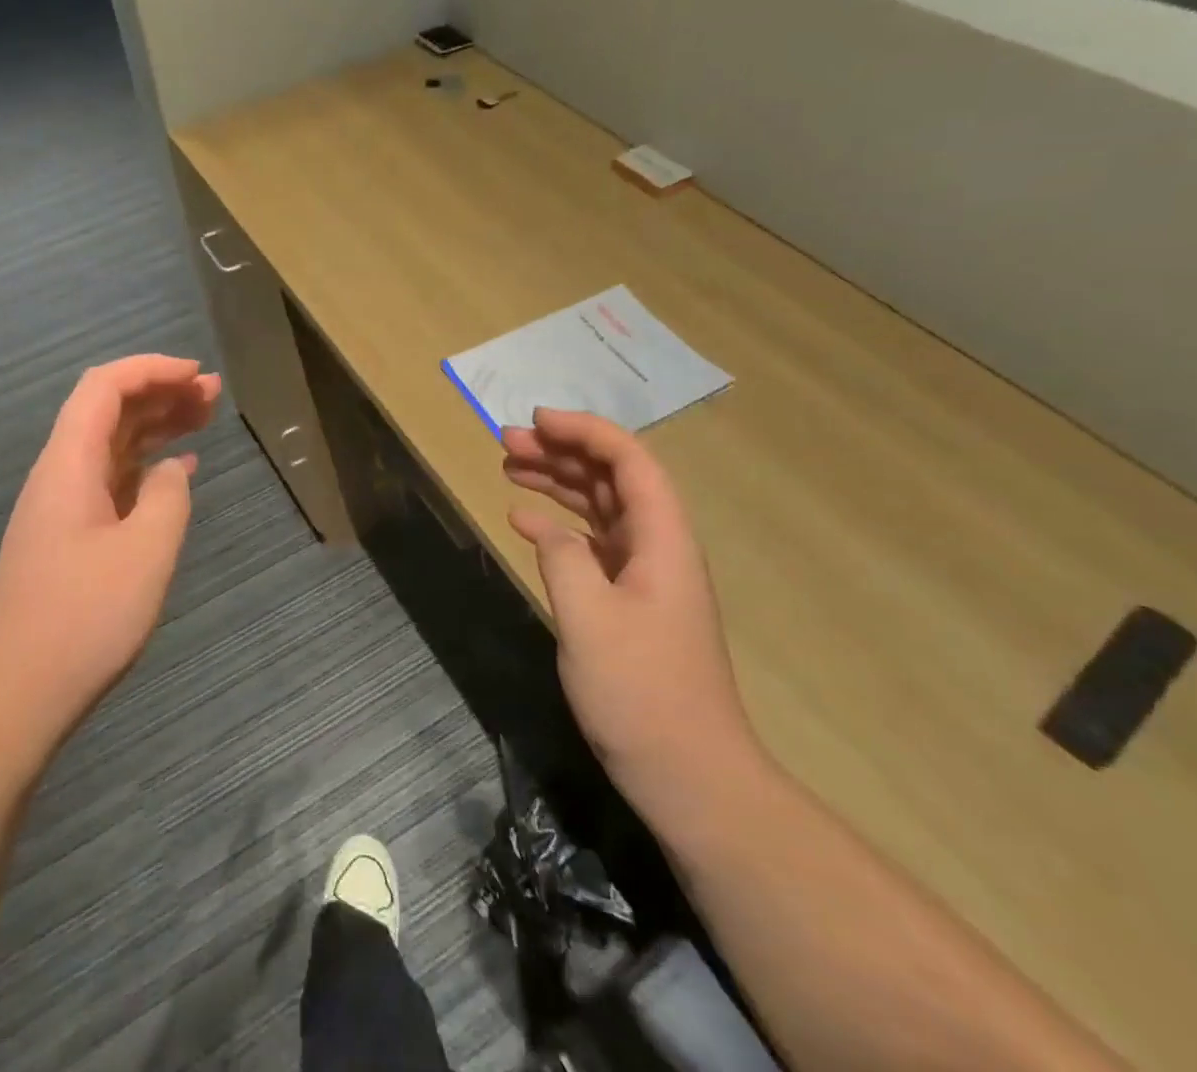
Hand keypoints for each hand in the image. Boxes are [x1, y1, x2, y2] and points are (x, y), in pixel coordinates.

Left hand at [0, 355, 219, 747]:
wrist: (18, 691)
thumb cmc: (84, 616)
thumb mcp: (146, 550)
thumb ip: (167, 496)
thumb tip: (170, 470)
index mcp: (70, 463)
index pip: (105, 387)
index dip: (151, 369)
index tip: (196, 375)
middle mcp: (62, 473)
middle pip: (109, 410)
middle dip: (160, 391)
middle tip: (212, 394)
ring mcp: (65, 505)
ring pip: (113, 444)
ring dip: (157, 425)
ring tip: (204, 418)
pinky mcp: (73, 534)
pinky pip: (113, 479)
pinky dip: (148, 464)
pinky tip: (179, 470)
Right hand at [502, 409, 762, 828]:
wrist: (689, 775)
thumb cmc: (642, 693)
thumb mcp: (589, 619)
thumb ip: (563, 558)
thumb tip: (546, 529)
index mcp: (662, 540)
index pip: (629, 461)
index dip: (584, 431)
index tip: (536, 421)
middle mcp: (658, 546)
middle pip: (611, 478)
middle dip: (561, 452)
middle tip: (506, 441)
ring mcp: (644, 575)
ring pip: (599, 508)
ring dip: (556, 483)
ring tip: (508, 466)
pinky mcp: (628, 601)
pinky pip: (591, 545)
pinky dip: (557, 527)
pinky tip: (523, 521)